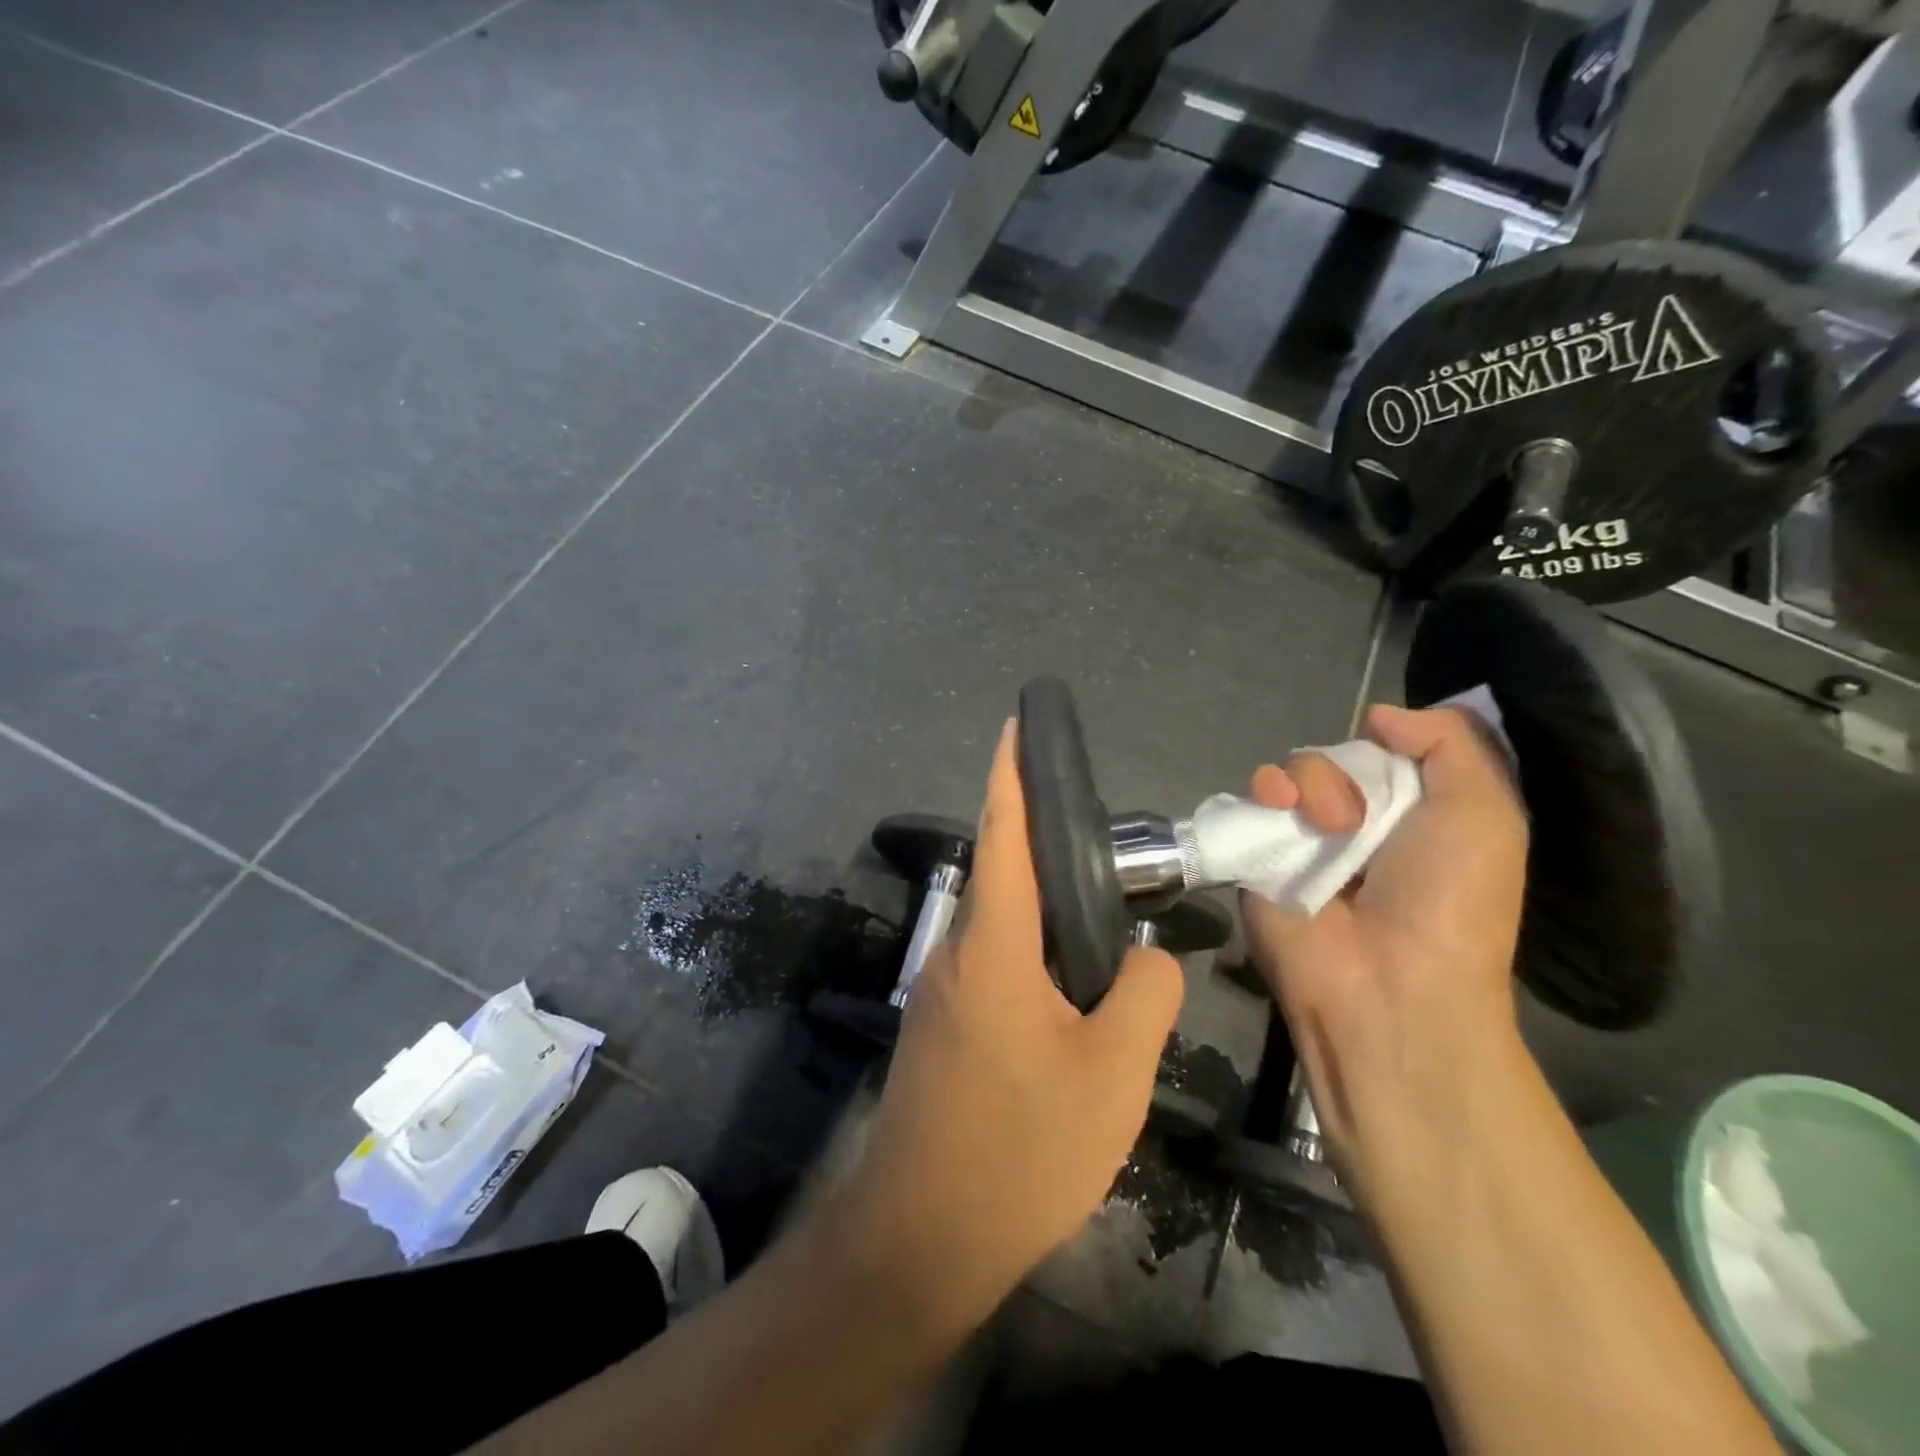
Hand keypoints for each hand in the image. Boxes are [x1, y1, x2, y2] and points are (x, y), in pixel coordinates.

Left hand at [845, 720, 1184, 1325]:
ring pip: (1002, 927)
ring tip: (1105, 926)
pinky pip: (995, 968)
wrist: (921, 1237)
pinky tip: (1071, 993)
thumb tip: (1144, 960)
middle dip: (1046, 847)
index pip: (1002, 833)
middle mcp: (958, 953)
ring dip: (1045, 914)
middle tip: (1109, 854)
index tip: (1018, 724)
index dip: (1011, 772)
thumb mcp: (1113, 1073)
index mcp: (993, 945)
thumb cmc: (1020, 1148)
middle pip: (1004, 876)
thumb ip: (1144, 996)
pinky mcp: (942, 1028)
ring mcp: (943, 992)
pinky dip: (1035, 958)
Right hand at [1241, 704, 1527, 1199]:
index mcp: (1414, 815)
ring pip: (1291, 771)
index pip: (1388, 751)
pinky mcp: (1258, 855)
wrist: (1387, 981)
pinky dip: (1263, 793)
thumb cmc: (1449, 898)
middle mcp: (1357, 823)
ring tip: (1323, 824)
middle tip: (1358, 815)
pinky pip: (1251, 800)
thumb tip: (1381, 716)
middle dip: (1346, 769)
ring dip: (1309, 782)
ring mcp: (1303, 840)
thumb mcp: (1485, 811)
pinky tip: (1278, 809)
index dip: (1389, 744)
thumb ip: (1451, 743)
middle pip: (1336, 756)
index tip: (1395, 752)